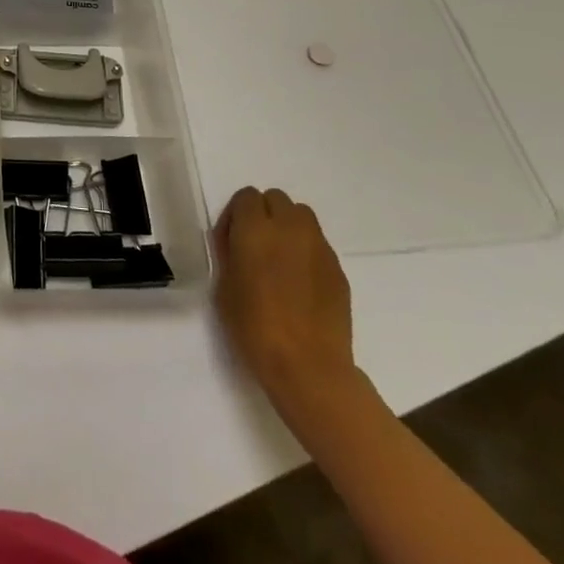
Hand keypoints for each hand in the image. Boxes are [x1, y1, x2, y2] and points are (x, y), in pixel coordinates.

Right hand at [213, 187, 357, 413]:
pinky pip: (318, 244)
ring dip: (287, 227)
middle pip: (276, 198)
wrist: (308, 367)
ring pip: (302, 216)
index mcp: (256, 230)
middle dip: (263, 214)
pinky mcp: (338, 269)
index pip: (246, 197)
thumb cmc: (254, 327)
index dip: (235, 215)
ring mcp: (319, 248)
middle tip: (255, 246)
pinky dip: (306, 251)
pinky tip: (299, 283)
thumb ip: (229, 254)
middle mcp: (289, 229)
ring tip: (279, 259)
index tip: (231, 242)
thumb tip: (236, 241)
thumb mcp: (224, 287)